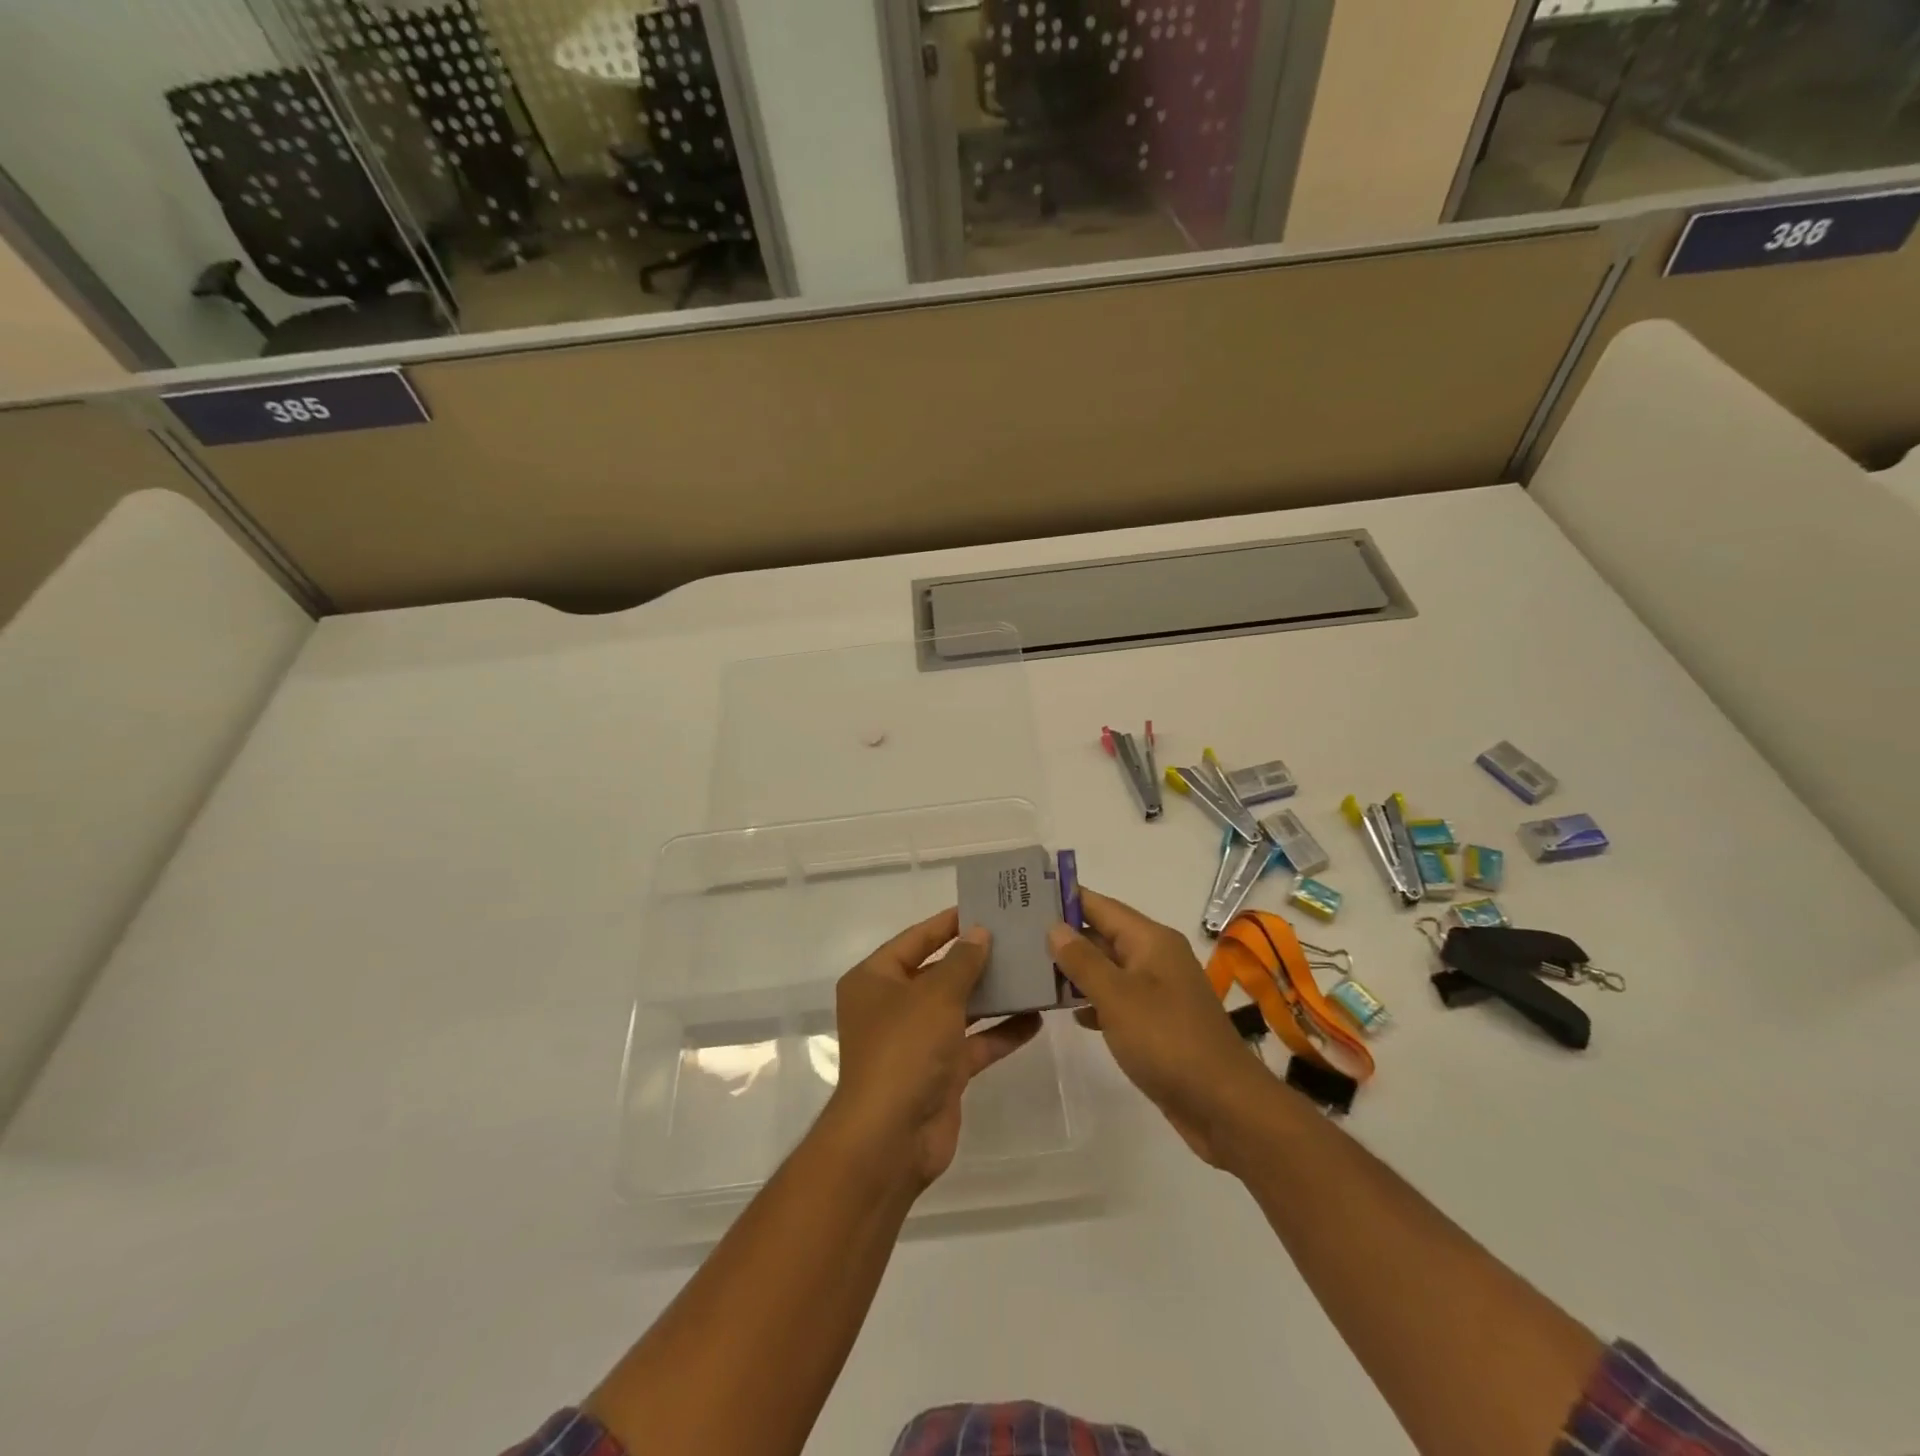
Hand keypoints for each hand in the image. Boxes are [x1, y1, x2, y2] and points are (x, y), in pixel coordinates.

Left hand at [828, 908, 1041, 1189]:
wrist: (891, 1138)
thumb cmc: (904, 1050)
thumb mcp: (935, 995)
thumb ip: (962, 962)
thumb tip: (979, 933)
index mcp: (875, 980)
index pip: (915, 940)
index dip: (947, 923)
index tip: (983, 908)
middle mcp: (892, 1006)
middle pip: (939, 973)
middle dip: (976, 959)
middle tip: (1017, 938)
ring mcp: (917, 1041)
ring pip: (960, 1008)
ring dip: (994, 995)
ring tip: (1032, 972)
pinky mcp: (941, 1072)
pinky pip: (974, 1043)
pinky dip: (1000, 1032)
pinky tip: (1035, 1019)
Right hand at [1048, 888, 1271, 1165]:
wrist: (1223, 1105)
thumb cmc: (1167, 1040)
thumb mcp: (1117, 997)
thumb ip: (1083, 960)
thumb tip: (1055, 927)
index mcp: (1151, 940)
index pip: (1100, 905)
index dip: (1066, 898)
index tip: (1025, 895)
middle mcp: (1156, 957)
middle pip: (1103, 935)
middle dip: (1065, 935)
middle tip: (1018, 935)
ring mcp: (1158, 991)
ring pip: (1109, 969)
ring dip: (1076, 970)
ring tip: (1032, 970)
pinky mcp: (1158, 1022)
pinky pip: (1118, 999)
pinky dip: (1094, 1001)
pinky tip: (1068, 1013)